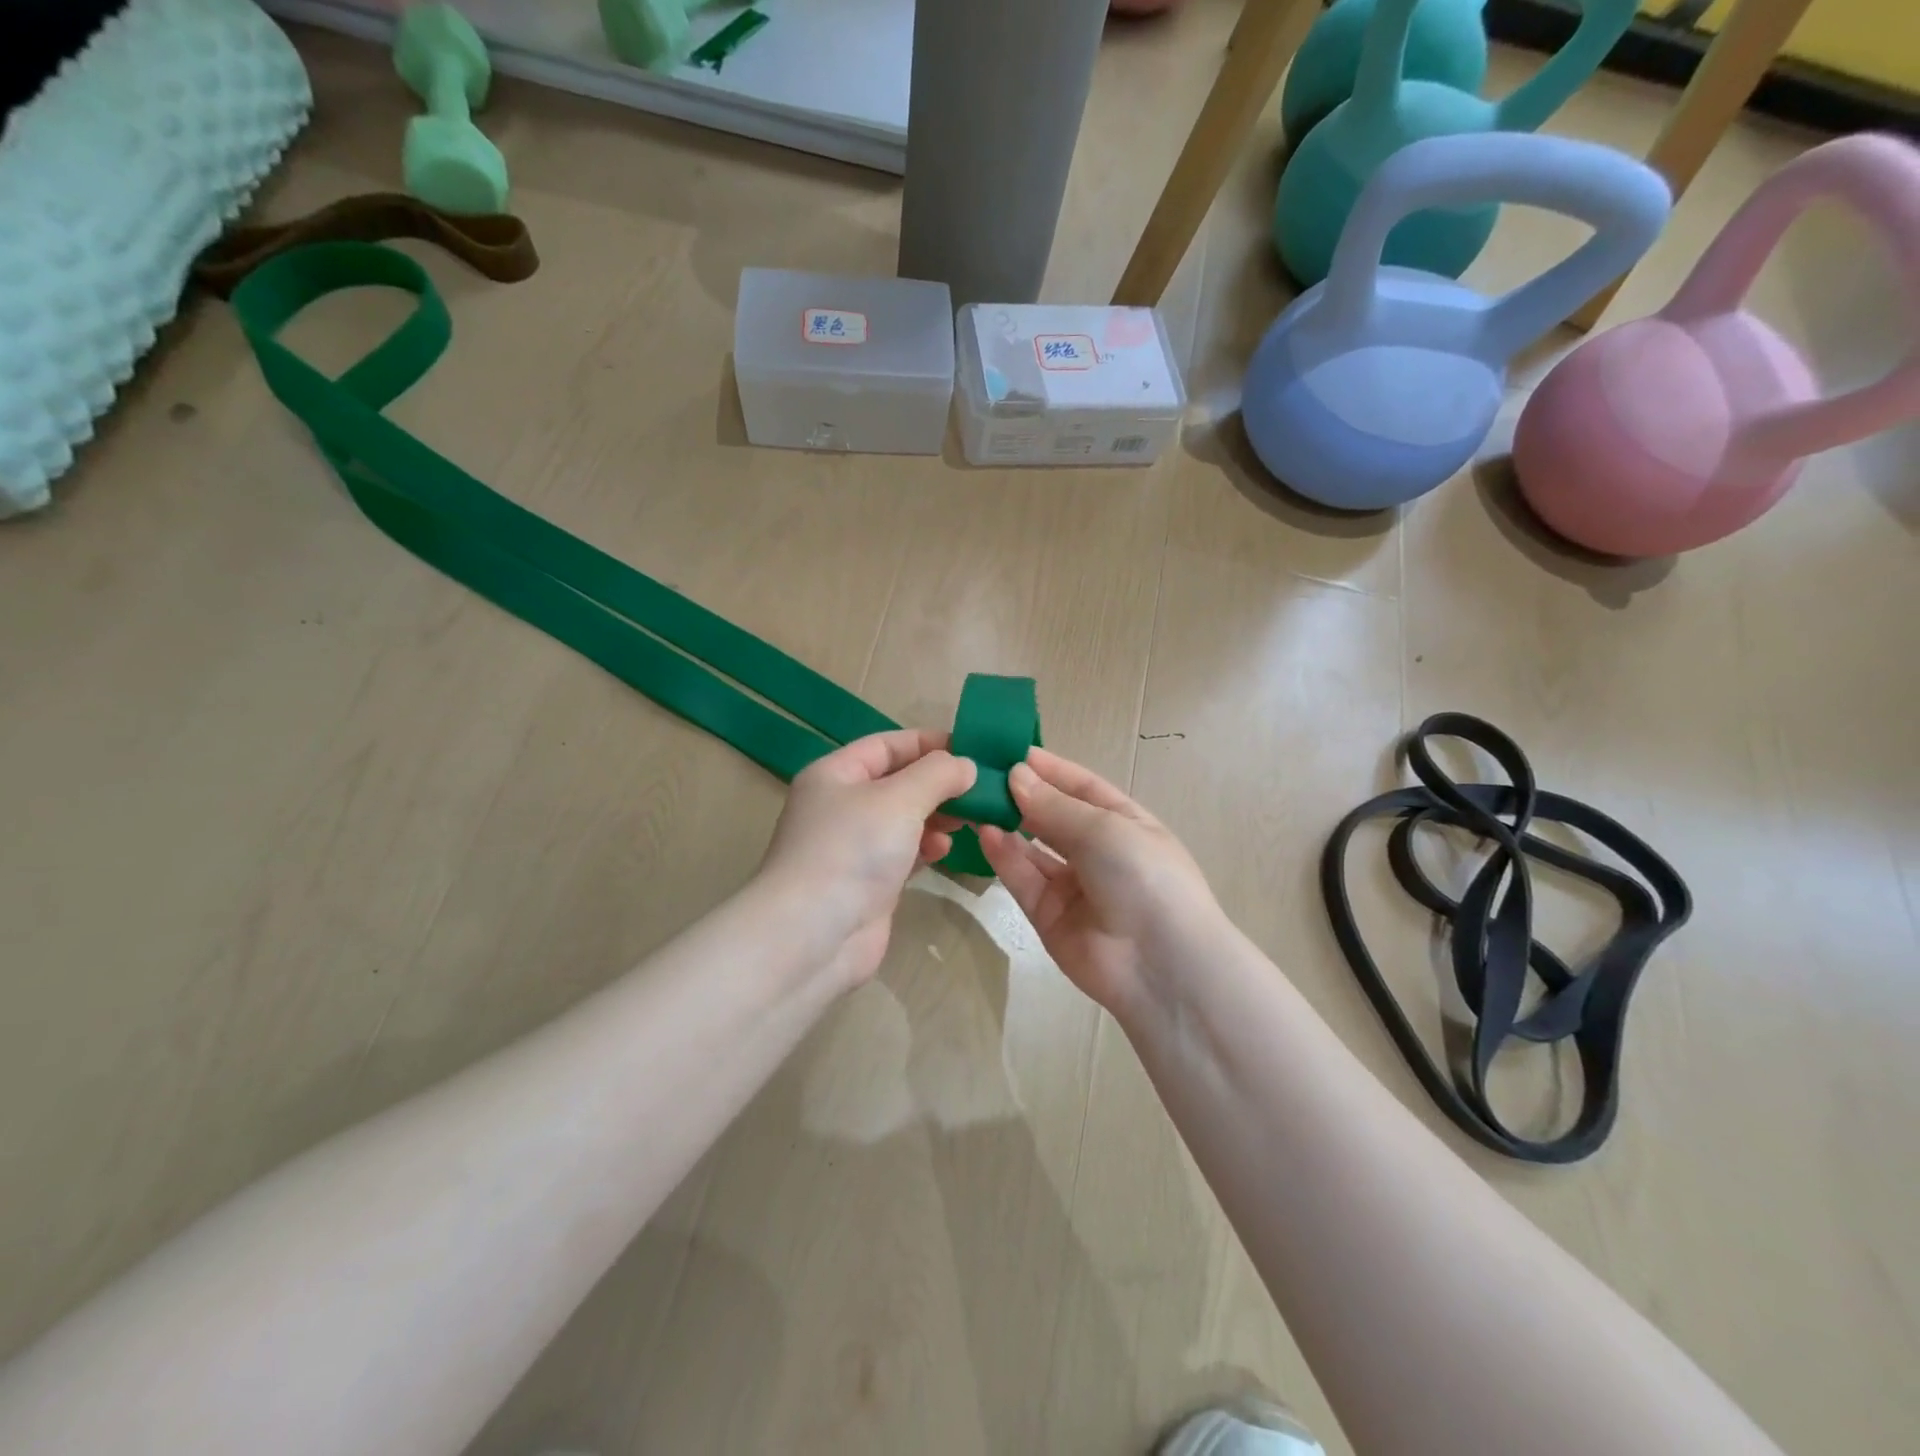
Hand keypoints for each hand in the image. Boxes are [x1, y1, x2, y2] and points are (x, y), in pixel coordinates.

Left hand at [758, 729, 976, 988]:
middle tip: (981, 789)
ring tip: (969, 819)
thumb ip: (937, 774)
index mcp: (835, 774)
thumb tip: (965, 765)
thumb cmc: (852, 850)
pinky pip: (904, 854)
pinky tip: (945, 851)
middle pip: (897, 782)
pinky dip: (926, 848)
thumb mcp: (899, 799)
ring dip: (937, 816)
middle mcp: (840, 806)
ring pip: (903, 820)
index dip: (928, 743)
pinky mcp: (867, 883)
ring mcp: (853, 847)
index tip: (972, 749)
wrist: (813, 936)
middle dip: (938, 783)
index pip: (886, 745)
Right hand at [976, 749, 1225, 1020]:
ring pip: (1032, 848)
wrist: (1161, 965)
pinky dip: (1003, 856)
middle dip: (1021, 795)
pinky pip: (1022, 879)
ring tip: (975, 800)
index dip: (1048, 769)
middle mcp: (1097, 851)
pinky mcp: (1048, 915)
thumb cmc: (1143, 876)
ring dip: (1007, 824)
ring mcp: (1072, 885)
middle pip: (1052, 816)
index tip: (1009, 751)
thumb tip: (1015, 775)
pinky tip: (984, 832)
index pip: (1080, 787)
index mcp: (1124, 823)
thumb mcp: (1104, 829)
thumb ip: (1054, 806)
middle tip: (980, 774)